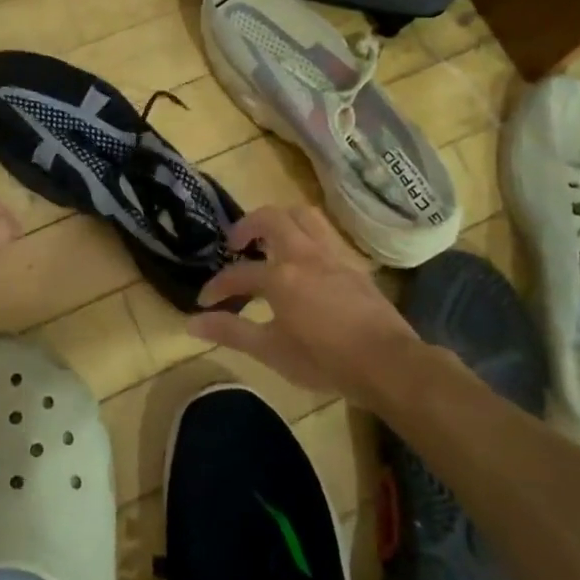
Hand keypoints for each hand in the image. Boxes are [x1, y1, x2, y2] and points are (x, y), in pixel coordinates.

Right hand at [193, 206, 424, 405]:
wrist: (388, 363)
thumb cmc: (325, 360)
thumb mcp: (271, 351)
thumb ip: (231, 332)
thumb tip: (191, 322)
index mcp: (280, 276)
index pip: (238, 273)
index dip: (217, 286)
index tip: (205, 301)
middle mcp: (303, 254)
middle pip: (271, 219)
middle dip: (247, 225)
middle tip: (236, 244)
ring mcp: (332, 255)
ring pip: (303, 216)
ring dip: (280, 220)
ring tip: (269, 240)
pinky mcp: (352, 264)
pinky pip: (324, 234)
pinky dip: (306, 236)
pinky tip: (305, 261)